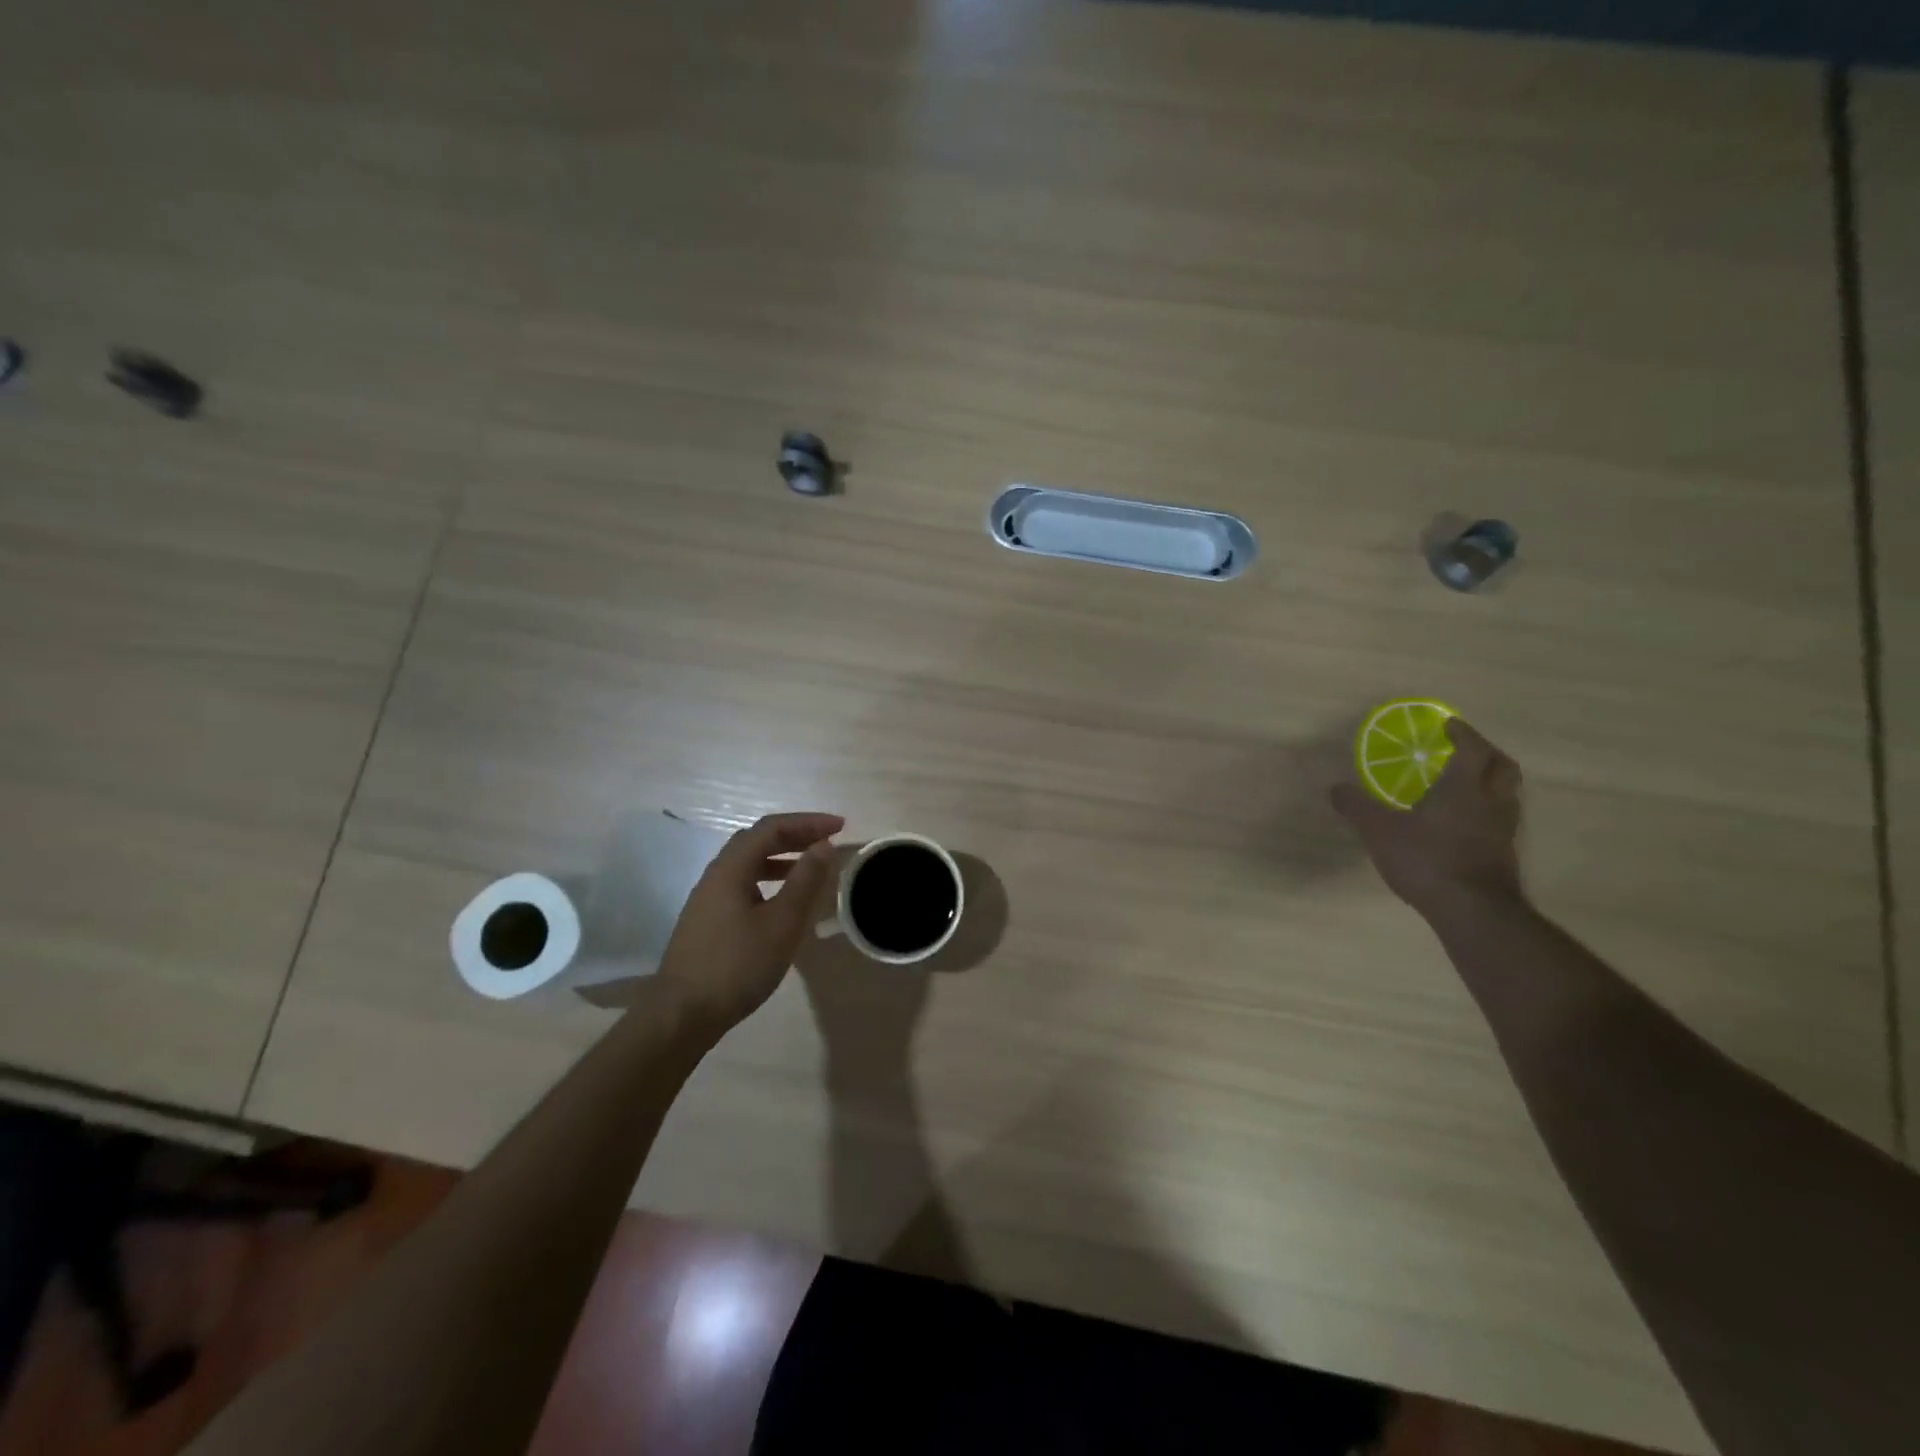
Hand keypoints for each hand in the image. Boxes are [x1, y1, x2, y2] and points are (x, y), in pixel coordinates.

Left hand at [657, 812, 843, 1037]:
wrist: (683, 1013)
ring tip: (811, 868)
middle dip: (795, 836)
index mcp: (731, 868)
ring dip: (781, 858)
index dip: (807, 822)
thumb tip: (824, 844)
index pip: (771, 828)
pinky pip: (743, 884)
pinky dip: (769, 880)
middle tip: (828, 842)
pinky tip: (783, 902)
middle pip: (757, 841)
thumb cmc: (737, 964)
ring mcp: (708, 899)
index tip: (840, 826)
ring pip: (748, 864)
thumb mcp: (782, 922)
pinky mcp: (708, 920)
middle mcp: (716, 875)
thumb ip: (805, 880)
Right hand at [1331, 719, 1523, 917]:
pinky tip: (1465, 823)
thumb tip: (1335, 788)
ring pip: (1507, 795)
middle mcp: (1491, 803)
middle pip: (1503, 767)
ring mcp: (1503, 830)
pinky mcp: (1505, 855)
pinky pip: (1501, 820)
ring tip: (1467, 785)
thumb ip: (1357, 807)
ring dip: (1491, 783)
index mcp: (1464, 788)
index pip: (1472, 749)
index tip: (1449, 724)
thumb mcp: (1379, 831)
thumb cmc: (1427, 859)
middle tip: (1466, 749)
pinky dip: (1487, 811)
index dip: (1463, 733)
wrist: (1472, 911)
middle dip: (1487, 753)